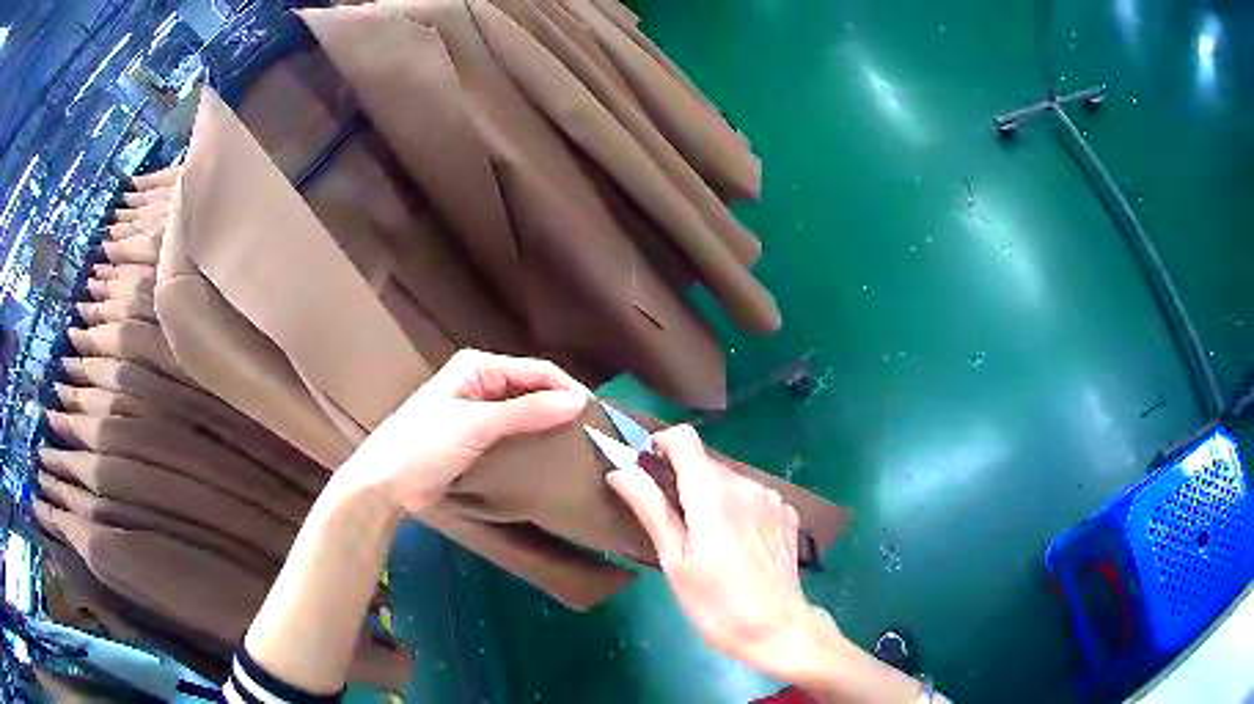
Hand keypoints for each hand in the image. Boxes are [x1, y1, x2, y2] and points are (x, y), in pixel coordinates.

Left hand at [346, 349, 589, 512]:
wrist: (385, 484)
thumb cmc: (424, 445)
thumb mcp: (476, 425)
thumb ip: (527, 412)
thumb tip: (577, 401)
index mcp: (477, 367)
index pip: (535, 370)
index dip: (567, 389)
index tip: (598, 416)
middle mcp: (480, 383)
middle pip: (531, 391)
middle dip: (560, 408)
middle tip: (593, 435)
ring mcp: (477, 413)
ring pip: (524, 414)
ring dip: (548, 427)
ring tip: (580, 448)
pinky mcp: (475, 440)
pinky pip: (512, 436)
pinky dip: (531, 443)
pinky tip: (551, 458)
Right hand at [605, 425, 841, 681]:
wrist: (776, 629)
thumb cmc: (715, 602)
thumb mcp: (673, 559)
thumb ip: (650, 507)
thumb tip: (620, 469)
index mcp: (713, 491)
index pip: (684, 438)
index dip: (660, 445)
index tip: (647, 470)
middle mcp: (746, 483)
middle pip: (705, 463)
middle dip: (683, 482)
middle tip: (673, 525)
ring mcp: (772, 498)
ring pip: (730, 482)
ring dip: (712, 498)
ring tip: (708, 543)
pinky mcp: (788, 514)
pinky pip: (754, 498)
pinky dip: (739, 510)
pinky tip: (739, 547)